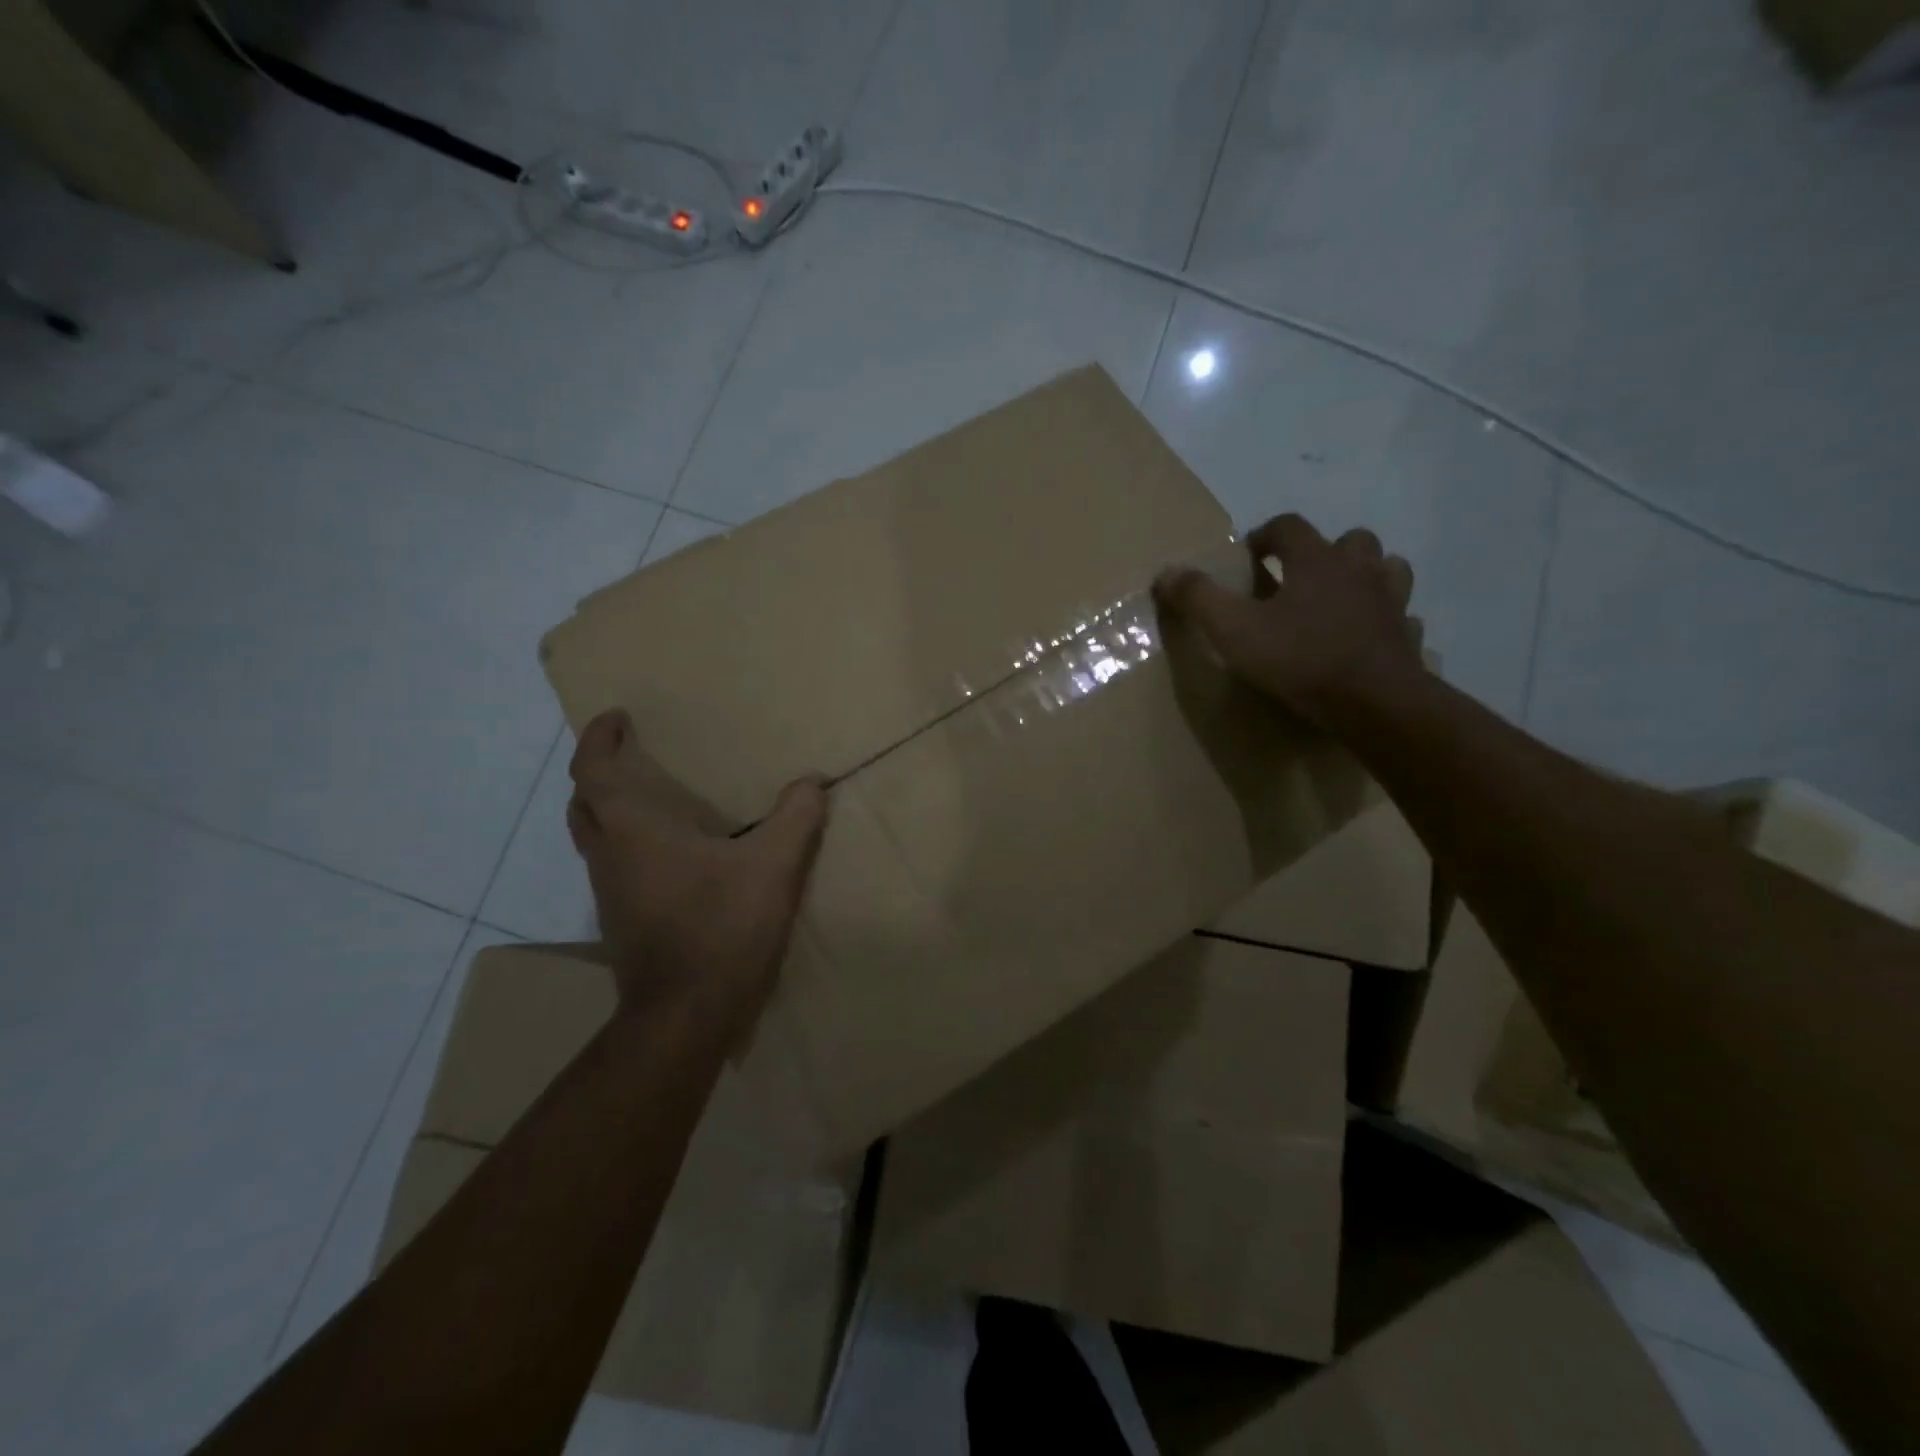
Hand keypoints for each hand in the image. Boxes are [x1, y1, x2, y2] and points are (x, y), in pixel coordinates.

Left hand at [566, 709, 828, 1030]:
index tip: (616, 717)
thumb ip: (796, 819)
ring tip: (652, 799)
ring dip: (611, 811)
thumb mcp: (773, 869)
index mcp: (634, 832)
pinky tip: (670, 856)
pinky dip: (628, 845)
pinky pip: (614, 866)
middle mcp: (610, 856)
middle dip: (599, 773)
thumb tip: (812, 782)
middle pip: (584, 804)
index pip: (592, 772)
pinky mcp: (621, 922)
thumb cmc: (721, 930)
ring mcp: (610, 893)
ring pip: (595, 838)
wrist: (685, 1016)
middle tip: (631, 756)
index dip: (598, 739)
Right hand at [1153, 514, 1422, 723]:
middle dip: (1326, 550)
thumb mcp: (1233, 630)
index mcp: (1315, 562)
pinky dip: (1389, 622)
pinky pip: (1404, 620)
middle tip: (1301, 575)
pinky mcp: (1407, 639)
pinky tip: (1373, 638)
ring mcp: (1391, 604)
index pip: (1290, 527)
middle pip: (1351, 540)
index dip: (1267, 534)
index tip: (1250, 552)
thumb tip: (1166, 572)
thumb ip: (1199, 598)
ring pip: (1389, 571)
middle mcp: (1359, 572)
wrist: (1373, 704)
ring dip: (1367, 576)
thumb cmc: (1299, 659)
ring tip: (1343, 599)